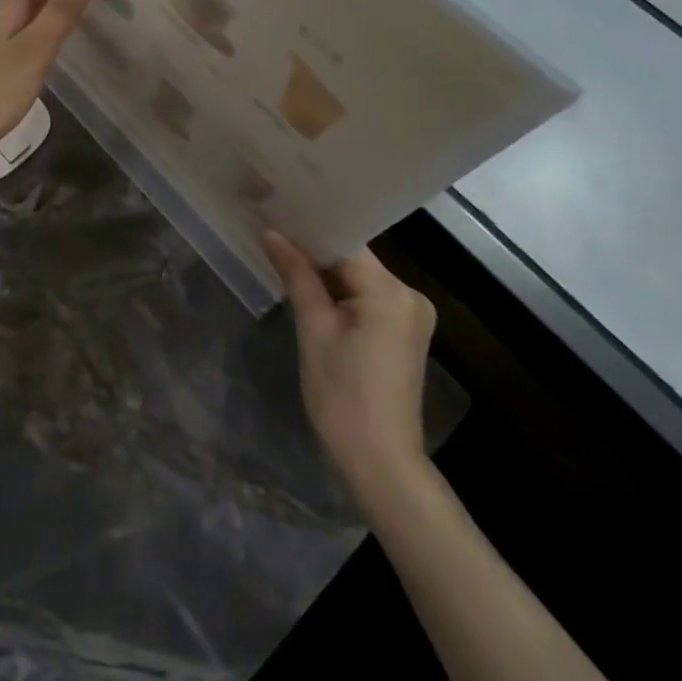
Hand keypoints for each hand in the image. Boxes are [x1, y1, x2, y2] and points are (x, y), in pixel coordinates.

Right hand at [263, 229, 437, 514]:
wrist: (381, 464)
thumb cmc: (342, 395)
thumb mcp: (313, 329)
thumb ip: (296, 274)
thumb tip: (270, 232)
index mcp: (390, 291)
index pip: (344, 243)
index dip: (309, 231)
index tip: (275, 216)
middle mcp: (409, 295)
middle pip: (353, 259)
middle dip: (314, 253)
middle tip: (272, 237)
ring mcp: (410, 316)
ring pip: (358, 279)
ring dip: (325, 275)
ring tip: (283, 260)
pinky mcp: (404, 334)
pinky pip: (367, 299)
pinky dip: (340, 295)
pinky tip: (310, 293)